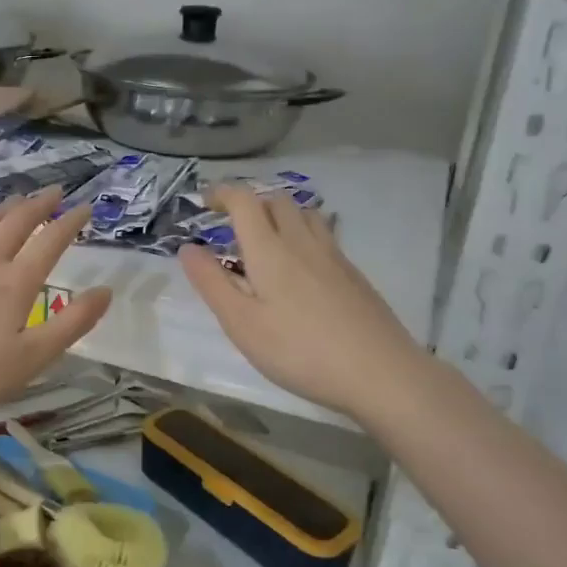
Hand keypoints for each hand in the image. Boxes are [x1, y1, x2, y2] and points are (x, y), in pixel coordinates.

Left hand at [0, 190, 111, 423]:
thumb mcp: (33, 359)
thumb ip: (72, 324)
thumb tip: (106, 291)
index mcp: (16, 283)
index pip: (50, 242)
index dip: (70, 222)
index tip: (85, 207)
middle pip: (16, 223)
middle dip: (38, 205)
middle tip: (53, 192)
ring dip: (1, 210)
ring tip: (15, 201)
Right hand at [180, 186, 421, 419]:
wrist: (379, 372)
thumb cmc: (299, 351)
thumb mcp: (242, 324)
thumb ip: (212, 283)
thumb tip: (187, 248)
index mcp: (270, 250)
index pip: (244, 201)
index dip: (222, 193)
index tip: (203, 202)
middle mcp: (302, 242)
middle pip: (276, 200)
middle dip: (250, 203)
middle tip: (230, 226)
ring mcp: (333, 256)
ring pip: (304, 215)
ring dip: (279, 215)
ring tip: (265, 241)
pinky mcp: (353, 274)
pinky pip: (323, 236)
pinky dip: (302, 235)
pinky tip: (300, 269)